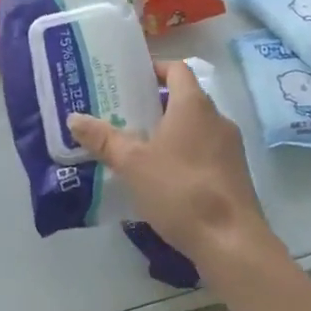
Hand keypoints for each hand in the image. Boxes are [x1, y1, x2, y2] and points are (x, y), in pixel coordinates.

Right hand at [68, 61, 266, 264]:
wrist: (231, 241)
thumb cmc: (179, 189)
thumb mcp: (132, 163)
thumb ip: (103, 139)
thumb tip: (74, 118)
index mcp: (194, 104)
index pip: (177, 69)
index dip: (155, 69)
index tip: (131, 79)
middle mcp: (217, 118)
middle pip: (186, 98)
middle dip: (156, 104)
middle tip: (124, 115)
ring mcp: (231, 147)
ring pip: (196, 127)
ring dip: (170, 132)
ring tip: (139, 148)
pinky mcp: (236, 174)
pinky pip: (206, 151)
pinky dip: (185, 154)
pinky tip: (163, 178)